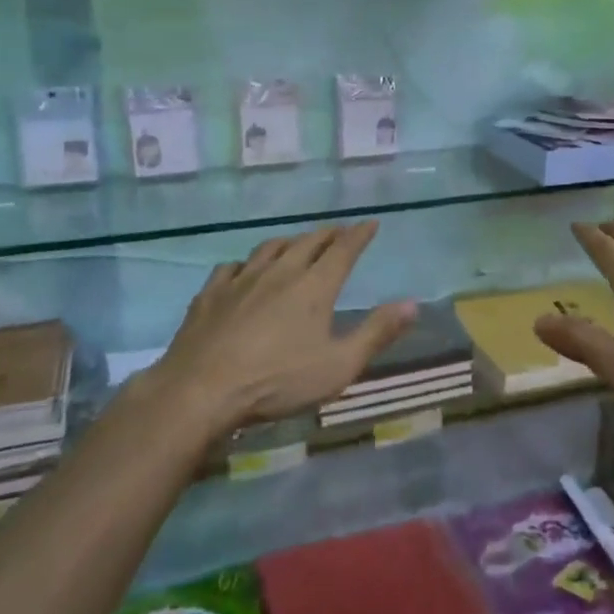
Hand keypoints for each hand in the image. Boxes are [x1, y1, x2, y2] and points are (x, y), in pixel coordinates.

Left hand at [142, 222, 415, 433]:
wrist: (202, 390)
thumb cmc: (277, 382)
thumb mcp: (338, 366)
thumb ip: (376, 333)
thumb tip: (412, 304)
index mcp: (314, 287)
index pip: (343, 250)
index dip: (359, 235)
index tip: (371, 223)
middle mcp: (280, 272)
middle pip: (308, 242)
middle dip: (328, 234)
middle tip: (339, 232)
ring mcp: (241, 279)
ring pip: (270, 248)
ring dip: (290, 241)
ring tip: (297, 243)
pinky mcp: (211, 293)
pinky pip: (232, 266)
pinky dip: (247, 263)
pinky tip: (244, 270)